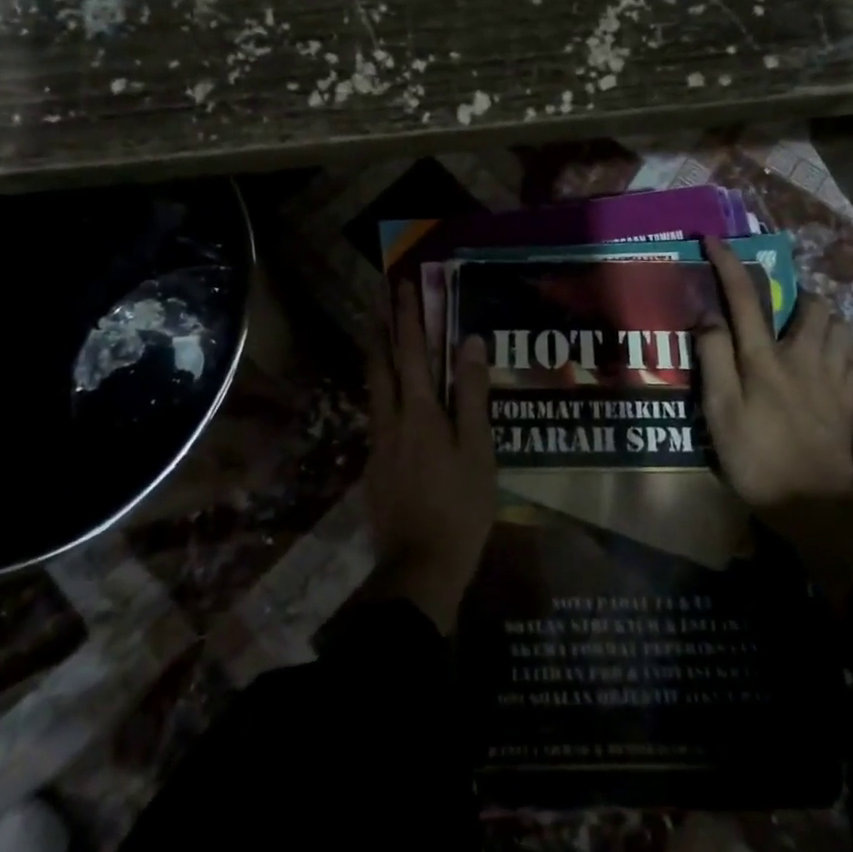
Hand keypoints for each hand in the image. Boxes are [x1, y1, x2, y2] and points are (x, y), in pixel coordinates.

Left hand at [362, 282, 496, 632]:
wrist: (420, 567)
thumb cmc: (460, 506)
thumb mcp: (478, 449)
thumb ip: (471, 394)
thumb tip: (469, 342)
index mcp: (419, 412)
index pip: (412, 351)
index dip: (407, 317)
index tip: (402, 284)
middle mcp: (391, 420)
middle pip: (381, 364)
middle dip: (380, 327)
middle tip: (377, 297)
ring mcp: (378, 445)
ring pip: (374, 390)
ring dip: (377, 356)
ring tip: (379, 335)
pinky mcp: (374, 467)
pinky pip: (378, 416)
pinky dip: (383, 393)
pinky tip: (392, 401)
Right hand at [697, 238, 852, 510]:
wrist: (812, 504)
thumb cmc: (756, 456)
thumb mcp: (719, 411)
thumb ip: (713, 359)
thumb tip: (707, 316)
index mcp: (764, 358)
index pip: (744, 298)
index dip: (729, 264)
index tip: (714, 240)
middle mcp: (803, 357)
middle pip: (812, 305)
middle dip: (796, 294)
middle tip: (778, 307)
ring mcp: (834, 378)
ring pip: (841, 327)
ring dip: (824, 319)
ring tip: (806, 331)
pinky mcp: (851, 400)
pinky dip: (842, 351)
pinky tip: (829, 364)